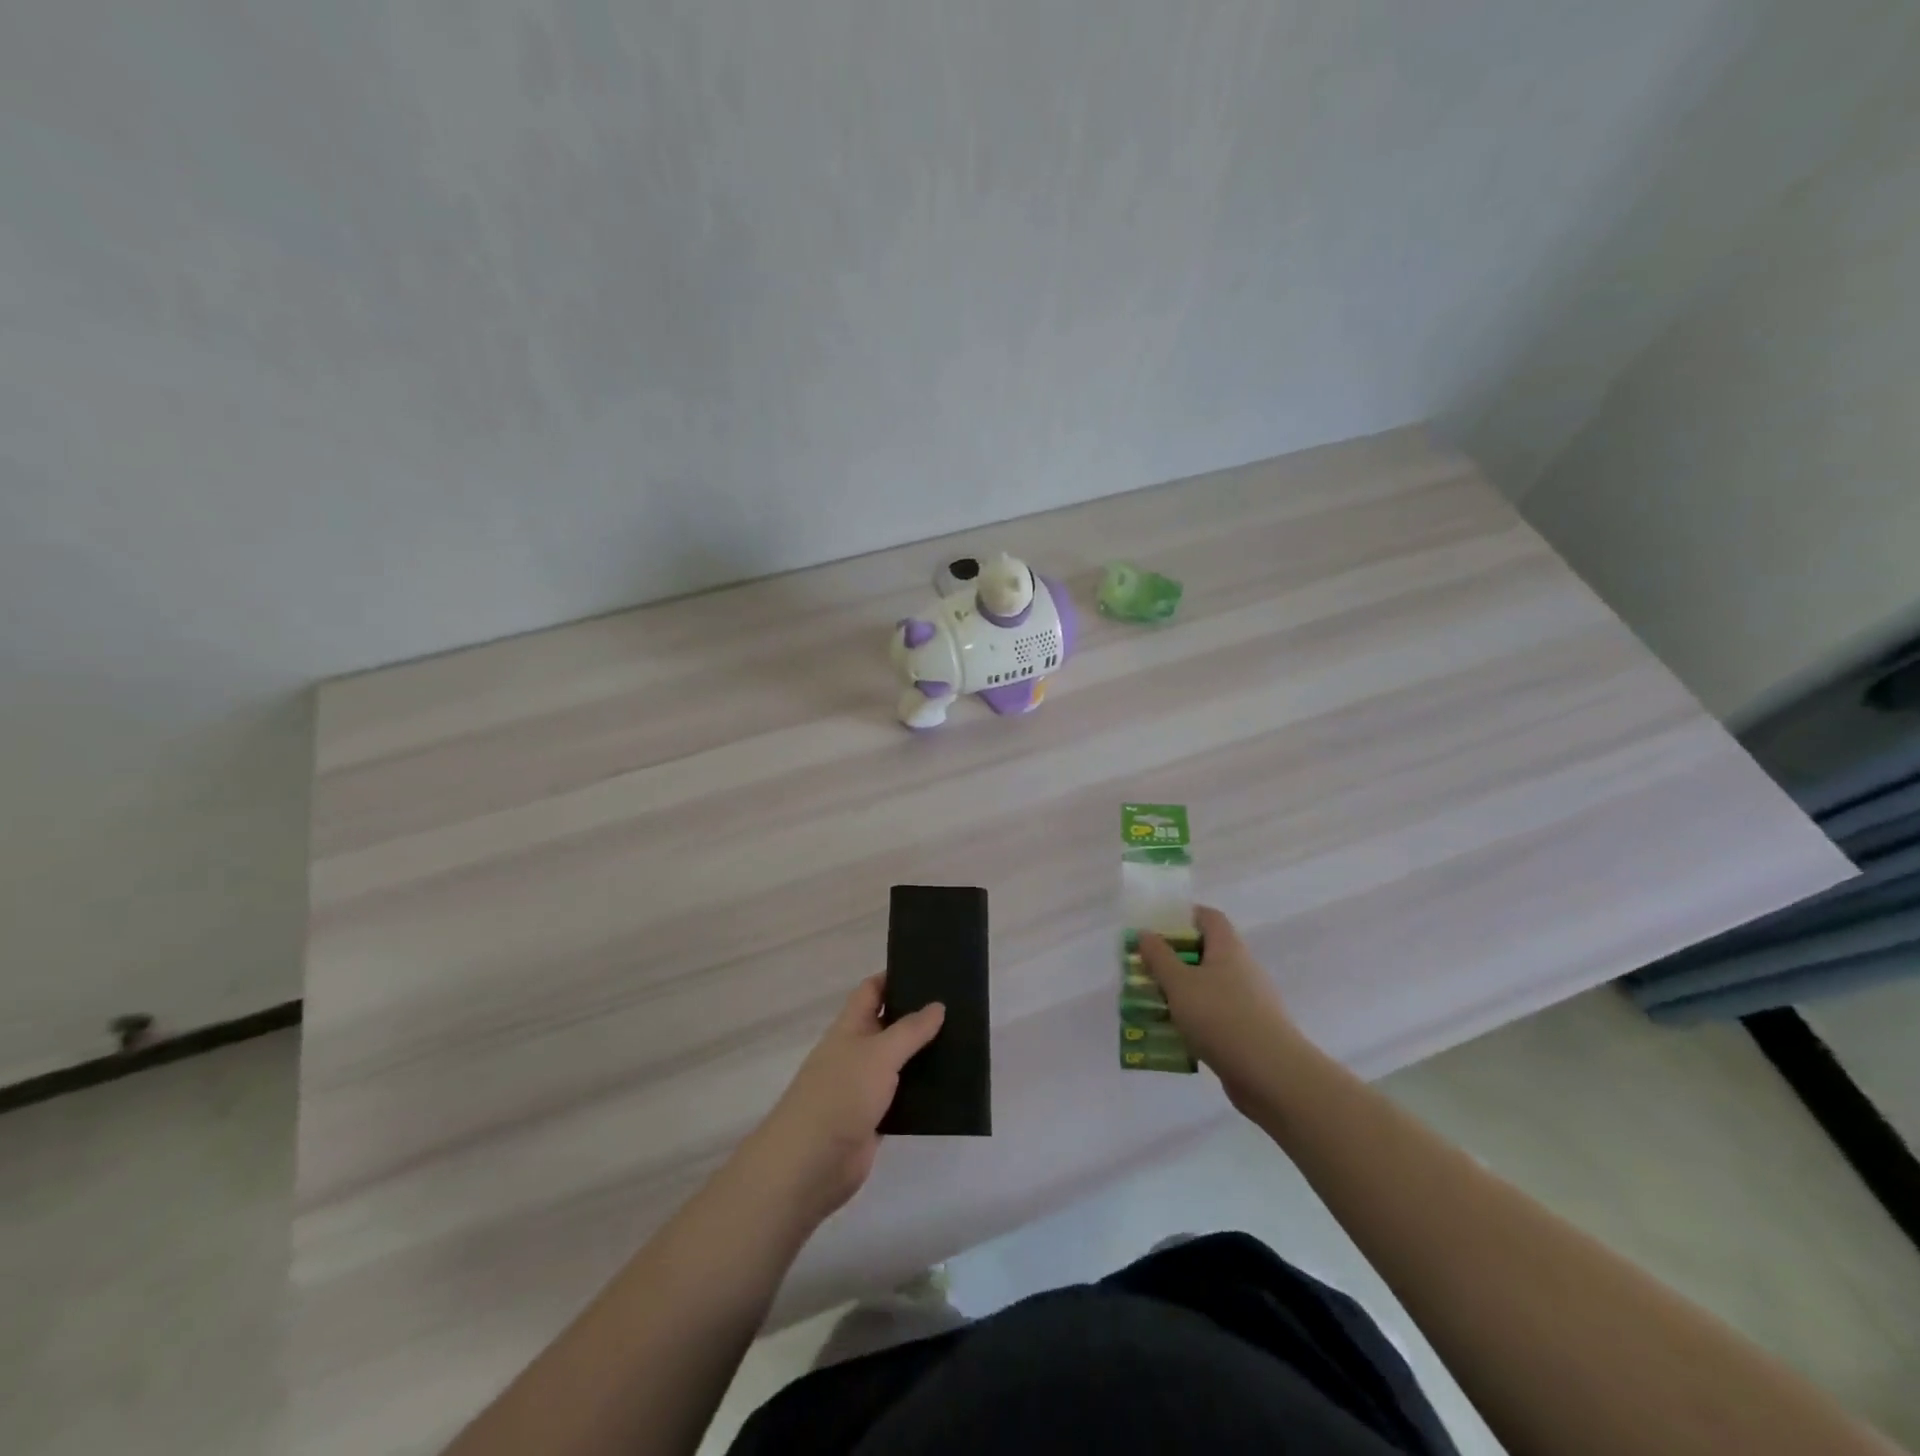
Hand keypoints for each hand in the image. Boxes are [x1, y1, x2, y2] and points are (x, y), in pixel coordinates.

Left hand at [741, 977, 945, 1224]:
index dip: (895, 977)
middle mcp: (857, 1052)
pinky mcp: (874, 1119)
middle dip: (918, 1016)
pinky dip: (922, 1092)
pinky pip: (903, 1097)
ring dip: (924, 1055)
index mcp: (850, 1027)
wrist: (810, 1163)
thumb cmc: (841, 1094)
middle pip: (889, 1025)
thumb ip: (910, 1030)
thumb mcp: (879, 1053)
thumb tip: (937, 1005)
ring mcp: (864, 1087)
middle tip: (959, 1005)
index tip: (929, 969)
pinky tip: (950, 1087)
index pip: (872, 990)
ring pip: (899, 1062)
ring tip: (963, 1042)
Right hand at [1139, 906, 1302, 1108]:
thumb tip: (1146, 933)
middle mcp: (1243, 968)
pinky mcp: (1251, 1031)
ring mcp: (1250, 1001)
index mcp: (1228, 948)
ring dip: (1183, 992)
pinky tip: (1176, 1035)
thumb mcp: (1179, 983)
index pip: (1209, 917)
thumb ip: (1159, 957)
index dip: (1184, 916)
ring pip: (1210, 987)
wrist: (1271, 1075)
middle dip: (1176, 959)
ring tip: (1153, 1004)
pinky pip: (1217, 1016)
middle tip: (1147, 970)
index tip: (1157, 929)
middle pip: (1207, 952)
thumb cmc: (1221, 1017)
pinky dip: (1196, 1019)